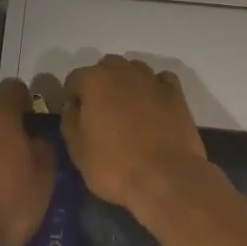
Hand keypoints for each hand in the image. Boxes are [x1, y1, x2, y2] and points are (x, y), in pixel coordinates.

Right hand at [61, 56, 209, 209]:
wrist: (167, 178)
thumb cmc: (115, 167)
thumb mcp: (78, 151)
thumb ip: (70, 121)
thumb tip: (73, 106)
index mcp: (95, 81)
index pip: (74, 79)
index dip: (73, 98)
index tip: (77, 118)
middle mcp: (123, 72)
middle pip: (106, 67)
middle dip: (100, 84)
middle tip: (102, 113)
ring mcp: (153, 80)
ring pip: (134, 69)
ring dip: (127, 82)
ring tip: (128, 109)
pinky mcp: (176, 93)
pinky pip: (161, 80)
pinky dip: (154, 87)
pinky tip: (153, 106)